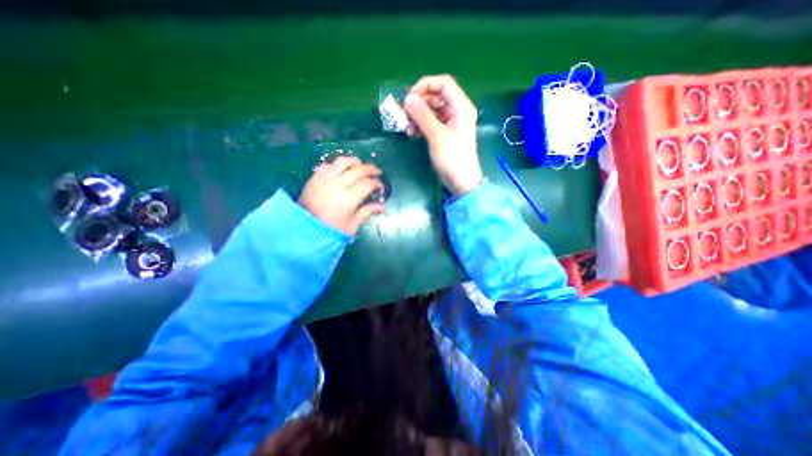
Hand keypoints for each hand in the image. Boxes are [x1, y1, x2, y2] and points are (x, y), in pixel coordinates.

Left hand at [298, 155, 385, 234]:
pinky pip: (328, 165)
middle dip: (370, 169)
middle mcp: (337, 186)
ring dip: (355, 162)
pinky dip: (337, 164)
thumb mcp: (352, 225)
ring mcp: (324, 180)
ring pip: (342, 162)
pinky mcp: (314, 178)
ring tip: (361, 165)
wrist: (303, 231)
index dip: (377, 183)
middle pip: (358, 170)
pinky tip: (343, 169)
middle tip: (377, 172)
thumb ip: (367, 212)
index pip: (367, 184)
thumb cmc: (331, 231)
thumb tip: (383, 207)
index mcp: (348, 200)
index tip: (381, 187)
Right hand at [404, 75, 481, 195]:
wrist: (461, 181)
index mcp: (461, 106)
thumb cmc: (452, 159)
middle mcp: (457, 110)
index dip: (425, 86)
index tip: (409, 98)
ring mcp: (450, 122)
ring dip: (417, 115)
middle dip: (419, 103)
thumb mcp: (437, 136)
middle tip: (404, 114)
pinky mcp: (444, 132)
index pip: (443, 83)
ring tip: (407, 128)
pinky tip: (412, 133)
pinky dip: (421, 124)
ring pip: (431, 109)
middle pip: (435, 95)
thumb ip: (423, 116)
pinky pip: (431, 121)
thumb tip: (408, 98)